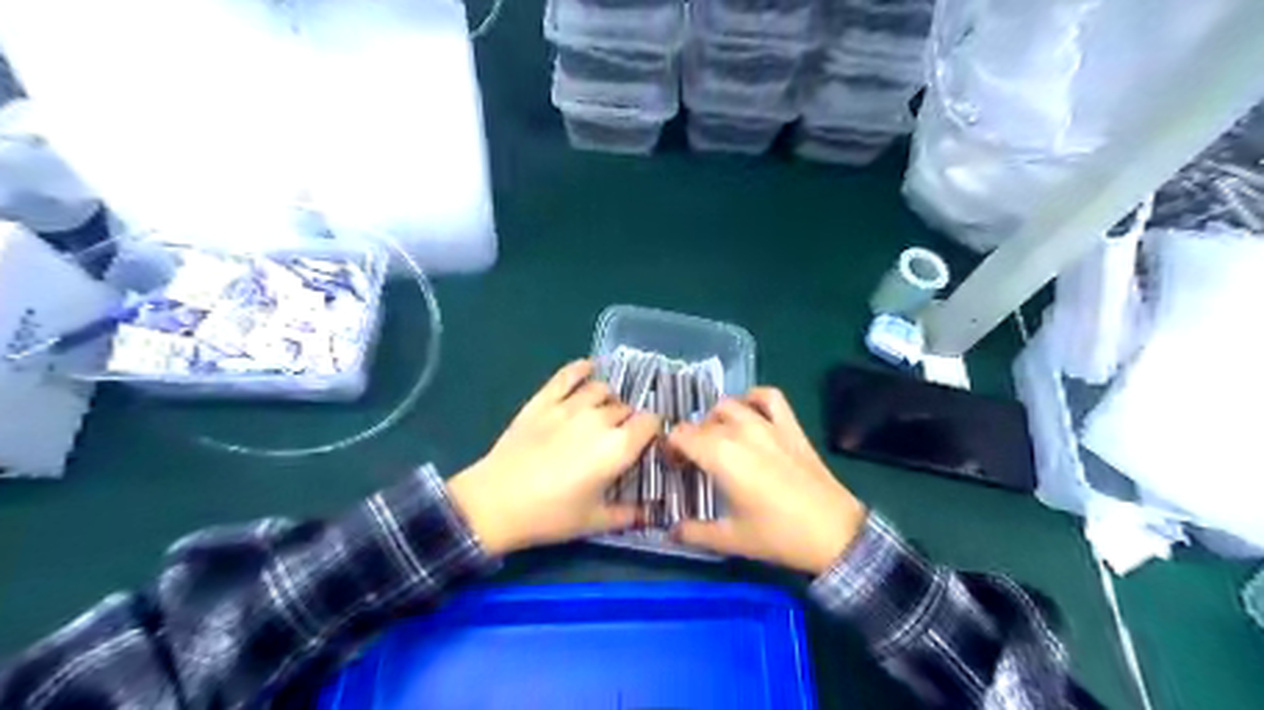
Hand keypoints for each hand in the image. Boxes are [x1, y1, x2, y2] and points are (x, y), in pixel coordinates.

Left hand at [445, 364, 660, 556]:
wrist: (495, 503)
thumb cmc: (550, 516)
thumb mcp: (594, 522)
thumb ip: (629, 515)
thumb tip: (652, 514)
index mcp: (618, 447)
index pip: (651, 422)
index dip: (653, 431)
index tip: (646, 444)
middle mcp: (600, 419)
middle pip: (627, 408)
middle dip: (629, 421)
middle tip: (618, 440)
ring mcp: (570, 405)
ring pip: (602, 389)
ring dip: (608, 400)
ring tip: (602, 414)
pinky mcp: (544, 400)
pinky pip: (568, 375)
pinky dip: (581, 369)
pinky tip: (588, 370)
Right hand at [672, 386, 869, 573]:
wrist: (834, 533)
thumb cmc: (779, 535)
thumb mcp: (731, 539)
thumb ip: (695, 532)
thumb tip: (671, 532)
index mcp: (720, 455)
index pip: (680, 435)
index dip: (670, 448)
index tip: (674, 468)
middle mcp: (740, 431)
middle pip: (702, 422)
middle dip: (691, 438)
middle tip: (694, 463)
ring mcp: (767, 425)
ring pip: (729, 405)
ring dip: (716, 418)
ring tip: (718, 438)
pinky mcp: (791, 426)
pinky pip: (769, 397)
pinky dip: (754, 398)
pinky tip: (750, 413)